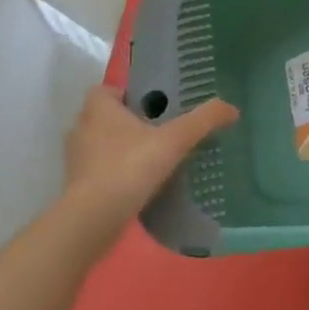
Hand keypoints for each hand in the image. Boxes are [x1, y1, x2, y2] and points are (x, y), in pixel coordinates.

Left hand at [62, 85, 238, 242]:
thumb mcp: (175, 140)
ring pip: (100, 145)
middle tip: (158, 129)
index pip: (105, 91)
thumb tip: (232, 108)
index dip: (125, 94)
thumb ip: (203, 120)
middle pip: (103, 117)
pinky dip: (115, 173)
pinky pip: (98, 171)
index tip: (150, 106)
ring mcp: (76, 160)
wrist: (94, 218)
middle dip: (126, 122)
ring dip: (120, 148)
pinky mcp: (76, 187)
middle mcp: (81, 130)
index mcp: (99, 110)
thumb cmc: (130, 166)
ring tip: (151, 157)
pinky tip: (139, 183)